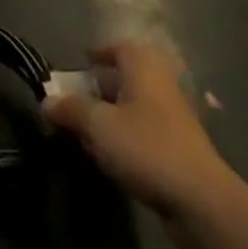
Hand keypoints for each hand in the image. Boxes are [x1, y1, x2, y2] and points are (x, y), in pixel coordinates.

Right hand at [44, 42, 230, 247]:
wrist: (201, 201)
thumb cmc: (146, 148)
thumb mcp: (99, 125)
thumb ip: (71, 109)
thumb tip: (47, 101)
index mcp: (144, 67)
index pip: (118, 47)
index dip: (97, 53)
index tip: (79, 63)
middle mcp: (161, 84)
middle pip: (125, 77)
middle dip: (99, 86)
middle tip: (74, 100)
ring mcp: (173, 117)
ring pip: (134, 106)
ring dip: (110, 114)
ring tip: (85, 130)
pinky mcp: (178, 148)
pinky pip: (144, 131)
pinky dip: (125, 135)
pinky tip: (110, 155)